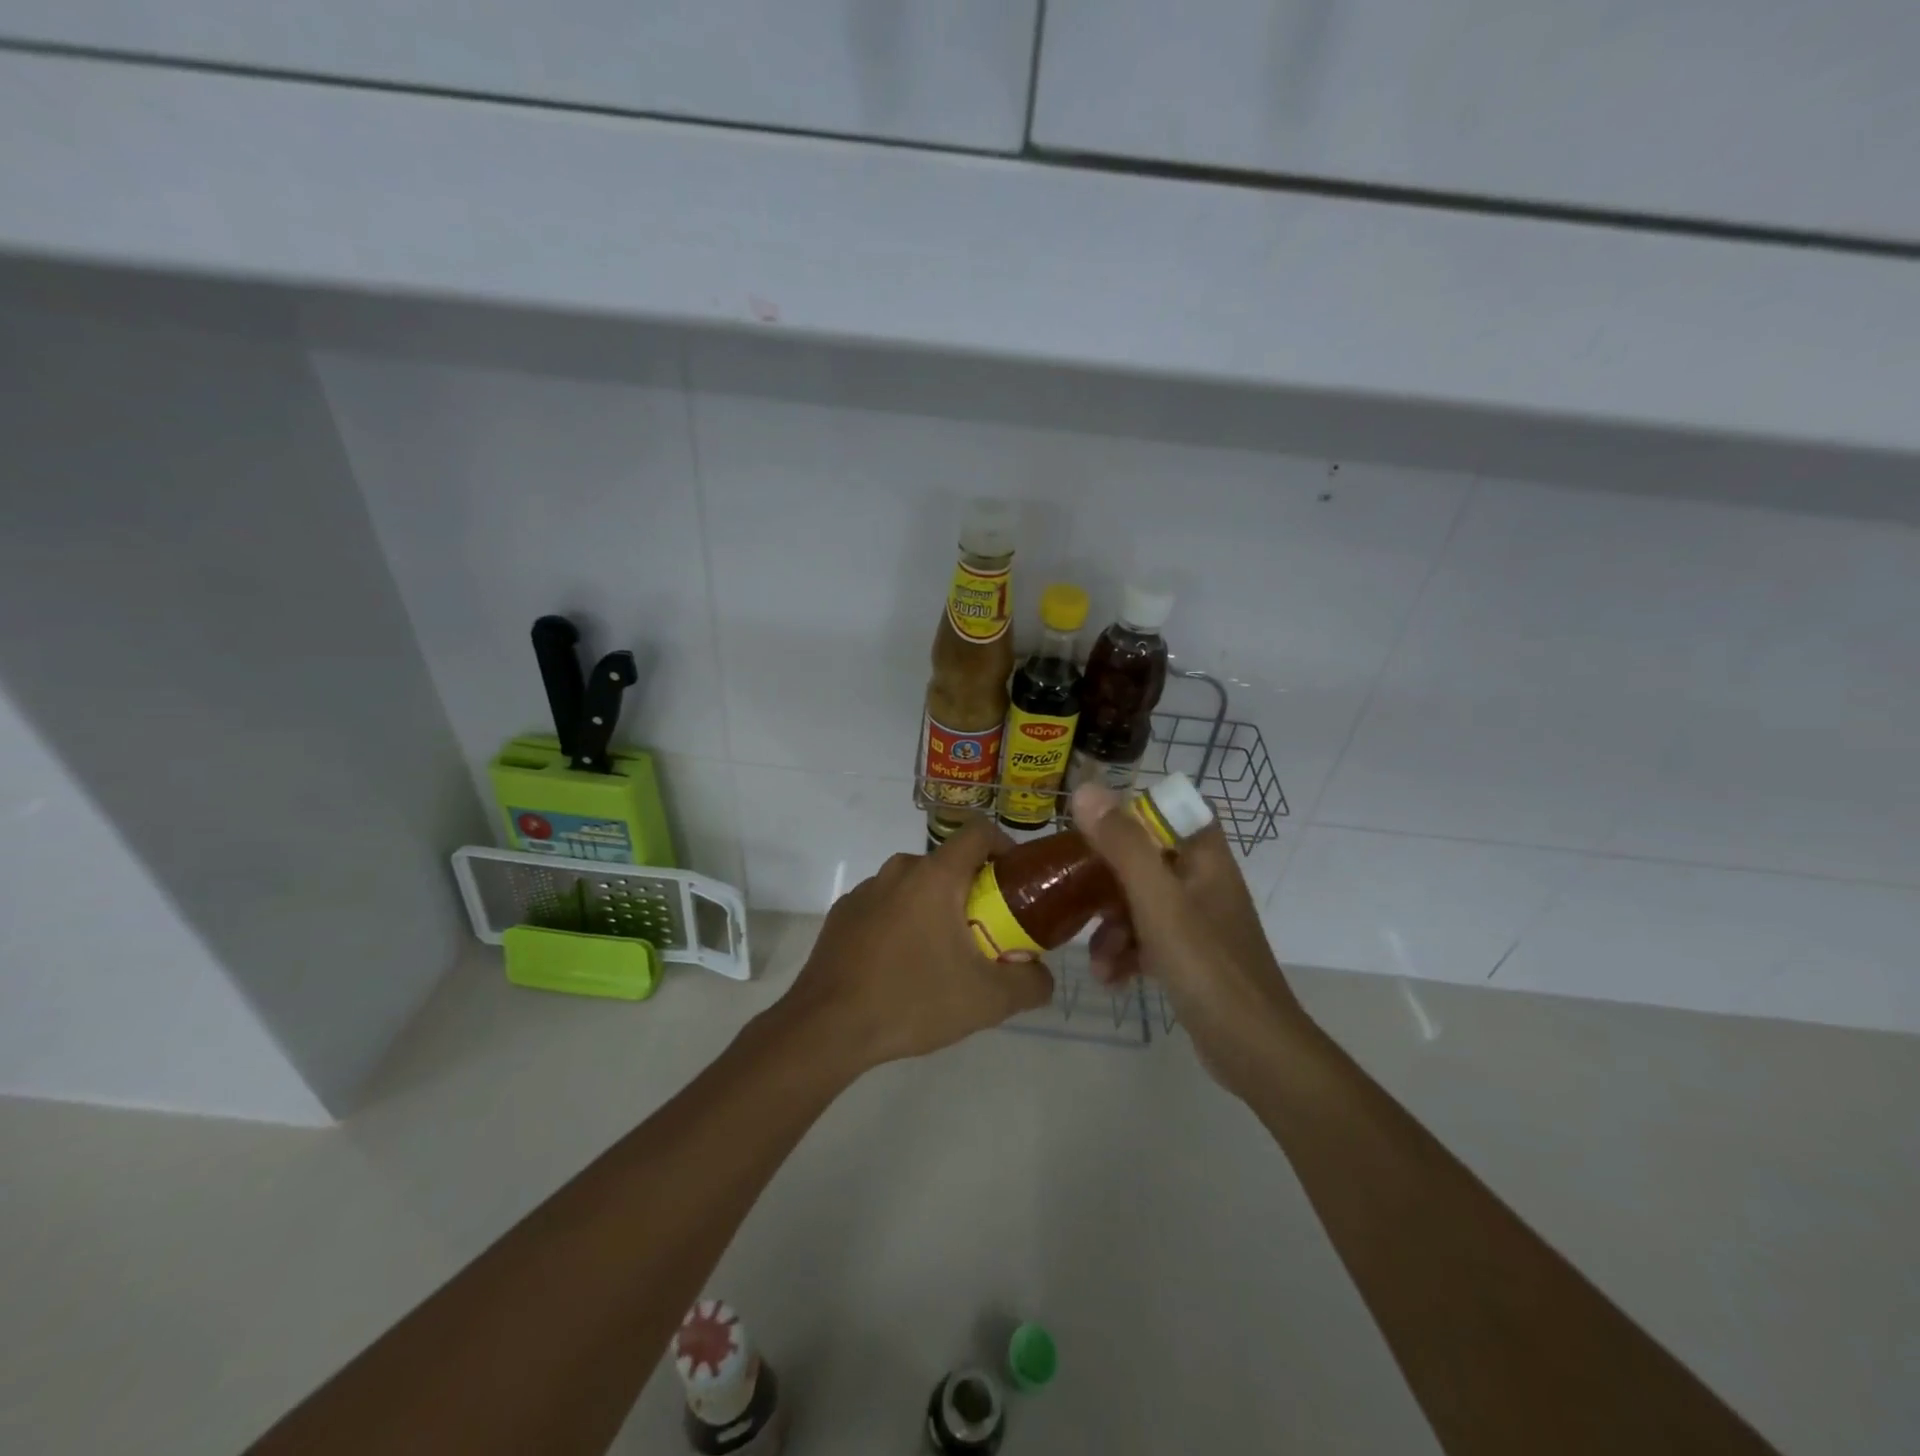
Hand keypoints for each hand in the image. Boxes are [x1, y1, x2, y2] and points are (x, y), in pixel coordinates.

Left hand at [776, 817, 1054, 1073]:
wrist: (827, 1028)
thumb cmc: (912, 1000)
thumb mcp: (988, 1000)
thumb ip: (1031, 982)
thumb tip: (1042, 973)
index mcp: (936, 875)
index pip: (980, 831)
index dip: (1006, 848)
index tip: (1017, 884)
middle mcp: (899, 870)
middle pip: (949, 864)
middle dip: (974, 892)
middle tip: (986, 935)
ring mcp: (866, 890)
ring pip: (916, 886)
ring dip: (936, 909)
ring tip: (942, 957)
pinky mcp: (843, 913)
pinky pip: (886, 906)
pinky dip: (902, 923)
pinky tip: (901, 967)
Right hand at [1072, 783, 1308, 1095]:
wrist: (1254, 1051)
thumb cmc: (1207, 966)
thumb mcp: (1158, 902)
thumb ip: (1123, 845)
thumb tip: (1086, 788)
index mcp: (1205, 858)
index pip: (1171, 810)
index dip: (1133, 812)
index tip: (1093, 827)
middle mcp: (1203, 882)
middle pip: (1144, 859)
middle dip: (1106, 882)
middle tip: (1076, 898)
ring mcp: (1197, 922)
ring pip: (1139, 903)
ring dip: (1110, 927)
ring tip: (1098, 962)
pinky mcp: (1189, 958)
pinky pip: (1146, 939)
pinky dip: (1125, 954)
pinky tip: (1110, 980)